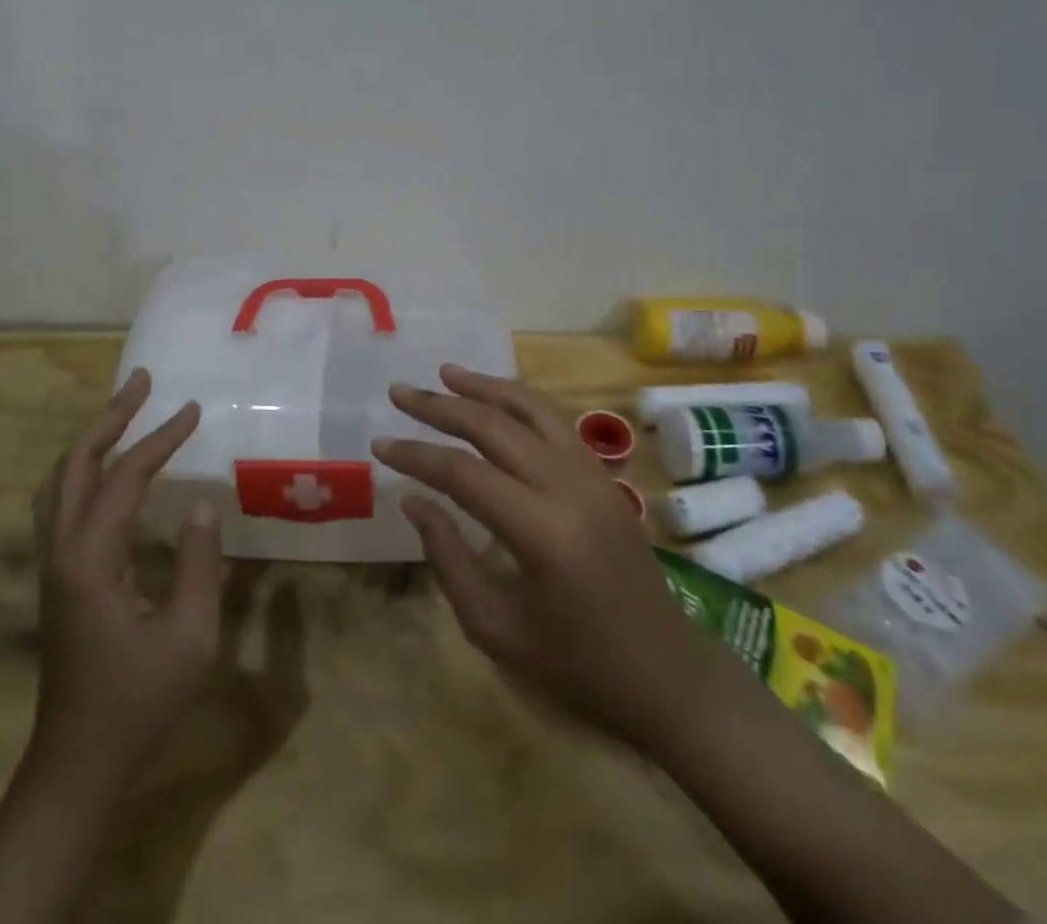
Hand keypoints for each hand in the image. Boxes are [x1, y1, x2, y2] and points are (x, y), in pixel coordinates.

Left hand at [28, 367, 224, 783]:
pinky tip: (106, 469)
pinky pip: (61, 502)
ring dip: (91, 438)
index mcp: (91, 561)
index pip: (125, 478)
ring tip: (125, 410)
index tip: (193, 410)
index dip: (160, 439)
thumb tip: (200, 505)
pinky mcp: (56, 577)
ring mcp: (52, 564)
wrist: (79, 765)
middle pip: (75, 463)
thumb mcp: (189, 637)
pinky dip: (84, 467)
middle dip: (110, 417)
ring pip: (60, 480)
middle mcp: (61, 551)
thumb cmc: (138, 702)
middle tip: (143, 381)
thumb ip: (198, 565)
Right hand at [372, 364, 704, 745]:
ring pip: (531, 409)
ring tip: (445, 373)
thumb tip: (413, 499)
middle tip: (400, 391)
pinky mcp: (604, 476)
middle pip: (494, 426)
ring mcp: (592, 475)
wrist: (666, 674)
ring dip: (484, 387)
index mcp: (541, 531)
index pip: (463, 473)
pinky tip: (494, 399)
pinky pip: (555, 422)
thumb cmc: (575, 666)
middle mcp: (568, 487)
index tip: (380, 442)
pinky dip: (519, 401)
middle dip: (441, 406)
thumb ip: (447, 557)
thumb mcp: (494, 627)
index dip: (416, 454)